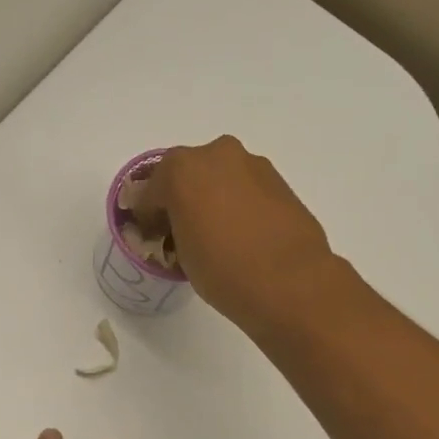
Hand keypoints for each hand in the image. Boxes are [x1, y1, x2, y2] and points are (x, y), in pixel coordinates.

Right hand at [134, 136, 337, 332]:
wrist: (290, 282)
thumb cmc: (223, 270)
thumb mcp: (181, 254)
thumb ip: (174, 228)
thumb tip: (180, 226)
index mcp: (180, 170)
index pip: (149, 191)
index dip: (147, 215)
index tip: (152, 236)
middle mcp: (216, 155)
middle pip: (186, 174)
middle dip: (180, 198)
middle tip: (182, 231)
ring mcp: (252, 165)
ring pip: (219, 177)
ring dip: (212, 198)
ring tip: (217, 235)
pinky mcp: (279, 180)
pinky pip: (245, 188)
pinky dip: (238, 203)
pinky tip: (243, 234)